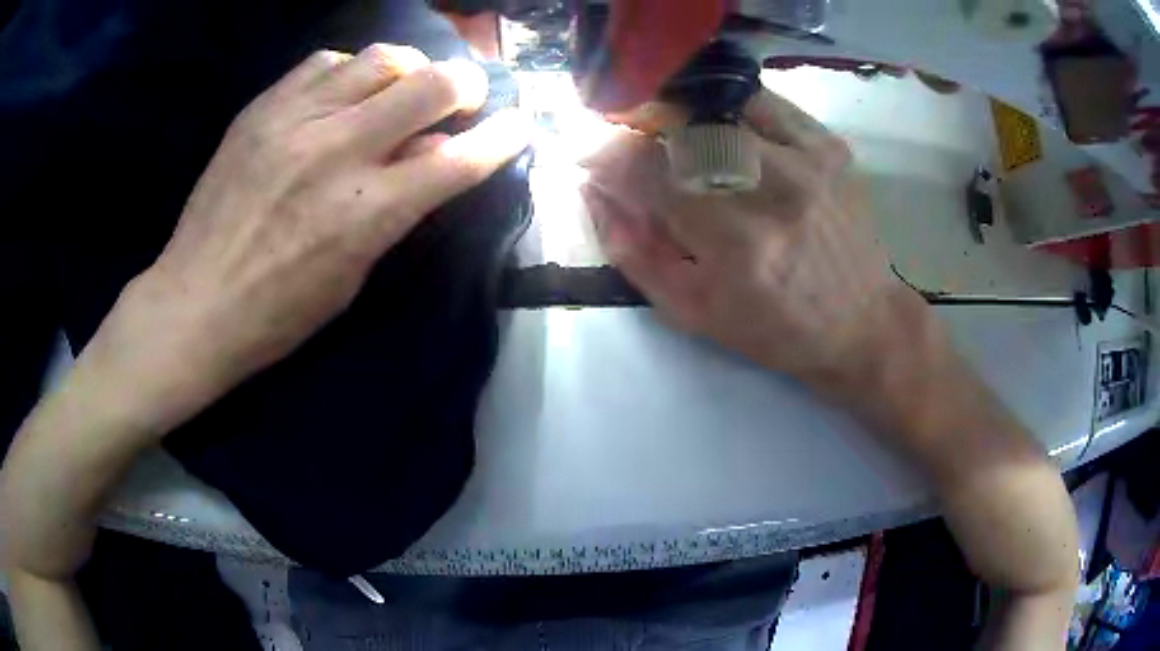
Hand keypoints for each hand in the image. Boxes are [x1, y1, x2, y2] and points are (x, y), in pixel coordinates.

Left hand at [104, 45, 530, 429]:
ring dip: (408, 69)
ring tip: (401, 88)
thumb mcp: (352, 274)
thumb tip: (434, 153)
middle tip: (462, 96)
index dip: (503, 136)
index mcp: (367, 212)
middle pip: (431, 84)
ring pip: (381, 58)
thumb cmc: (278, 313)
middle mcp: (339, 150)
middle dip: (464, 85)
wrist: (194, 302)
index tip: (519, 123)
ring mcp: (297, 120)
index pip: (459, 157)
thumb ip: (397, 207)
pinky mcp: (263, 107)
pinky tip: (342, 92)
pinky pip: (325, 61)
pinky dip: (349, 71)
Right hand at [582, 88, 919, 391]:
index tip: (590, 158)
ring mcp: (808, 159)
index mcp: (736, 242)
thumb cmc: (774, 330)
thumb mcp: (691, 311)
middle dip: (640, 133)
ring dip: (682, 121)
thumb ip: (632, 248)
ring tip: (680, 147)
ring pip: (717, 108)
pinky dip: (728, 109)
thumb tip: (594, 189)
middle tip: (635, 154)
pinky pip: (762, 102)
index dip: (605, 154)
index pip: (646, 168)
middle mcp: (774, 188)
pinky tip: (724, 133)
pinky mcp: (829, 145)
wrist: (862, 323)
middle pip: (680, 128)